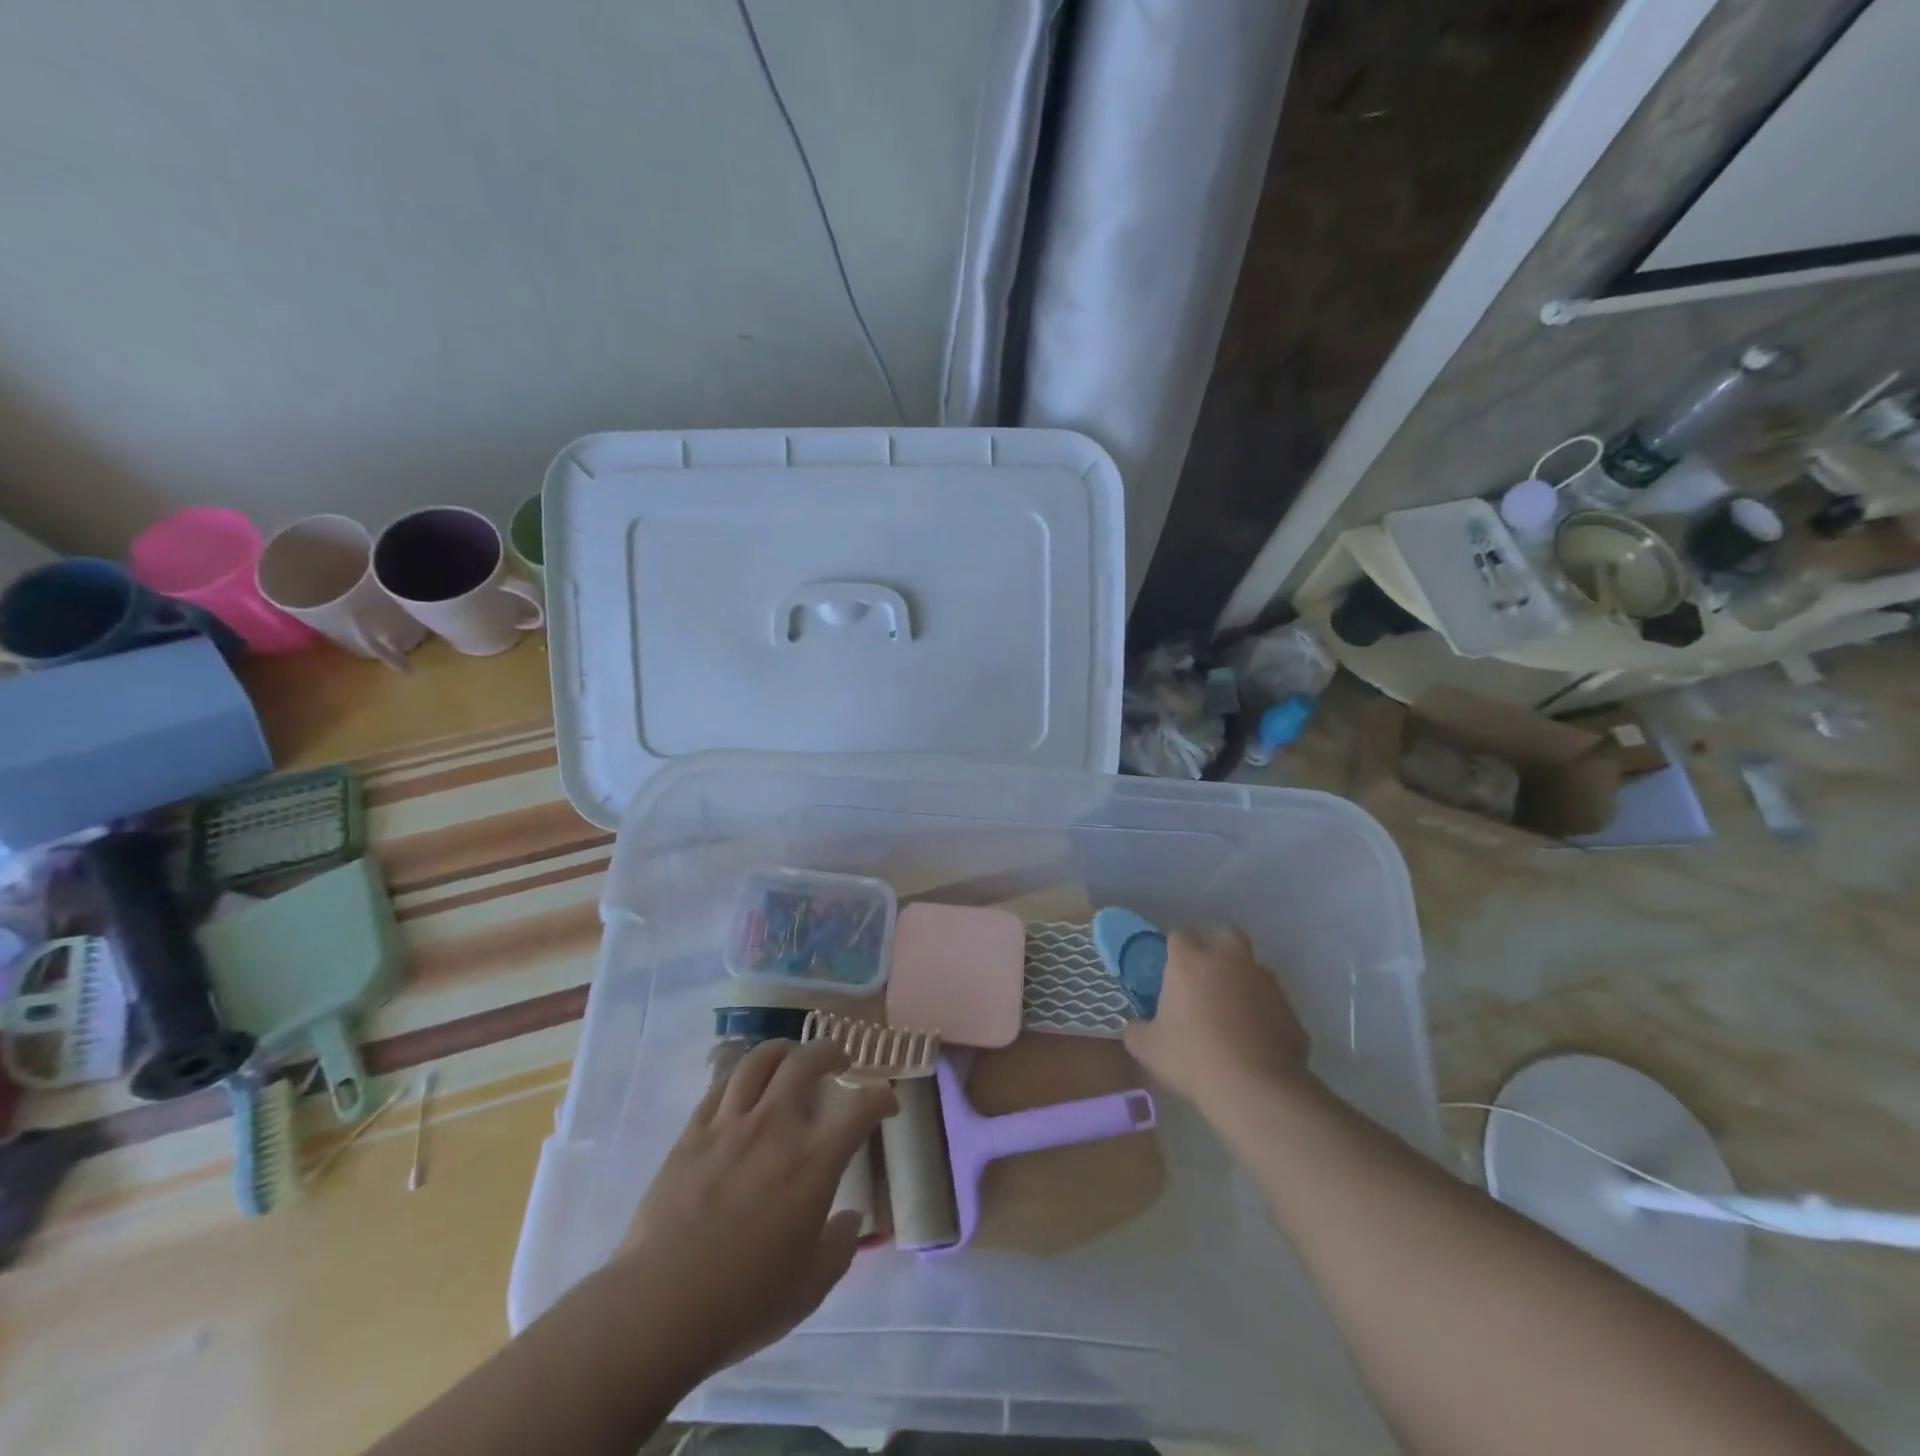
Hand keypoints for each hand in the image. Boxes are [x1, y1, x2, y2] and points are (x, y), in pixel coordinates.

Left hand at [613, 1039, 895, 1382]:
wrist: (658, 1308)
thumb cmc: (743, 1302)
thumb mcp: (810, 1287)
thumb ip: (840, 1246)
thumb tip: (851, 1218)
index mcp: (814, 1162)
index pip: (861, 1107)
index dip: (882, 1097)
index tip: (887, 1102)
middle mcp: (776, 1127)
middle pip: (808, 1061)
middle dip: (831, 1052)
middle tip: (839, 1062)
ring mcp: (731, 1124)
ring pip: (761, 1060)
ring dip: (785, 1050)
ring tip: (792, 1057)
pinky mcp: (693, 1132)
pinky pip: (721, 1084)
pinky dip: (742, 1074)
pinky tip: (746, 1083)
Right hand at [1122, 925, 1311, 1114]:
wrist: (1255, 1087)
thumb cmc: (1192, 1058)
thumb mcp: (1148, 1048)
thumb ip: (1136, 1030)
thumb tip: (1135, 1027)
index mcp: (1190, 962)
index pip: (1180, 935)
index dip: (1176, 951)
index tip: (1172, 972)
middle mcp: (1229, 960)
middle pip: (1227, 935)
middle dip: (1219, 948)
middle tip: (1208, 977)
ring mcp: (1265, 981)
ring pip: (1255, 967)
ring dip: (1245, 980)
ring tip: (1235, 1011)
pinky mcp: (1290, 1009)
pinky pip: (1274, 1002)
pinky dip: (1266, 1012)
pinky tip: (1257, 1038)